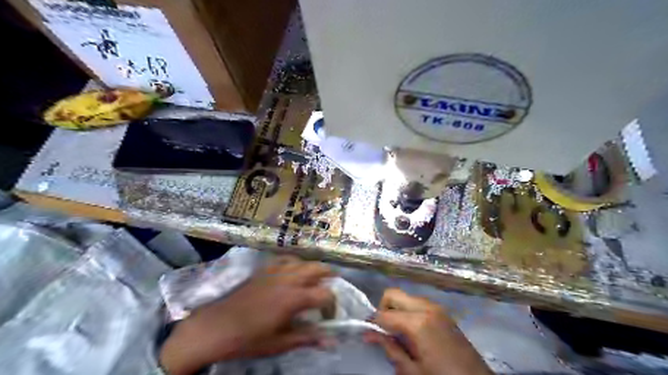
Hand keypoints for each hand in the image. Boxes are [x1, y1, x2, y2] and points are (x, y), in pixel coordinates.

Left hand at [159, 258, 335, 374]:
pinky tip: (293, 271)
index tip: (328, 317)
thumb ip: (306, 338)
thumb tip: (330, 340)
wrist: (216, 327)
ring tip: (315, 279)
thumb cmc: (248, 338)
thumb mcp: (279, 343)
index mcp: (294, 298)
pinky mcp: (264, 269)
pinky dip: (295, 263)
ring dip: (313, 269)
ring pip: (303, 261)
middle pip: (318, 268)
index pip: (325, 294)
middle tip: (331, 288)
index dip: (332, 305)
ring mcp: (275, 271)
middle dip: (329, 276)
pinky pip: (285, 258)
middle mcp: (288, 279)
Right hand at [363, 289, 491, 374]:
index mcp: (418, 322)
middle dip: (383, 309)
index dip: (372, 322)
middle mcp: (426, 307)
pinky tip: (413, 332)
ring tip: (398, 333)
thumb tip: (369, 334)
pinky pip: (418, 303)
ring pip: (406, 297)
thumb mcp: (412, 370)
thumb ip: (390, 349)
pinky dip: (409, 311)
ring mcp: (436, 307)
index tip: (368, 333)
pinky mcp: (443, 312)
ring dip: (397, 309)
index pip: (384, 314)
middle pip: (393, 294)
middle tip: (383, 330)